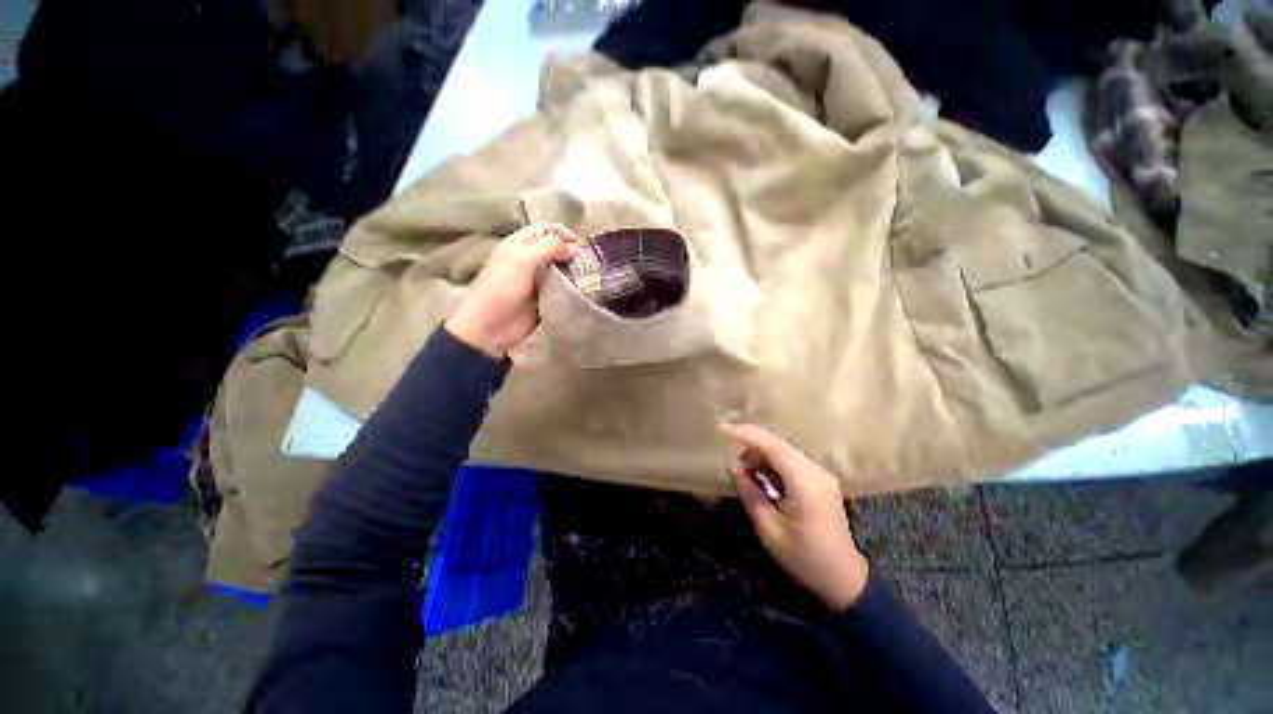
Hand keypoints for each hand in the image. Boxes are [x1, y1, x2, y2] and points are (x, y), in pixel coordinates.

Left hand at [444, 223, 579, 359]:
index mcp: (519, 245)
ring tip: (592, 276)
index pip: (544, 229)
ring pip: (561, 270)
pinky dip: (573, 289)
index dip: (562, 232)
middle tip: (589, 261)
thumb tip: (576, 247)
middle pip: (555, 250)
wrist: (490, 327)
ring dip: (575, 272)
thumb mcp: (522, 260)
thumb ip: (549, 247)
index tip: (580, 243)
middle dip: (572, 252)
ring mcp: (538, 281)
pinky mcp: (545, 300)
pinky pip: (562, 290)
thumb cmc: (502, 288)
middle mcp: (529, 260)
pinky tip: (585, 291)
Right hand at [720, 423, 868, 611]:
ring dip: (760, 454)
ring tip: (741, 468)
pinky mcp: (820, 481)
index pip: (772, 445)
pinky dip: (771, 463)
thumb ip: (750, 494)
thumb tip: (733, 467)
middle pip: (778, 444)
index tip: (720, 429)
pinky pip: (790, 462)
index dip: (745, 433)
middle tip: (727, 452)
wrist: (843, 580)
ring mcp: (821, 475)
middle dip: (750, 443)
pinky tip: (759, 475)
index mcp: (806, 482)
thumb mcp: (769, 529)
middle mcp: (816, 471)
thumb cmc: (804, 559)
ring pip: (784, 451)